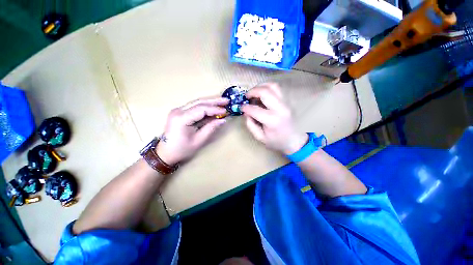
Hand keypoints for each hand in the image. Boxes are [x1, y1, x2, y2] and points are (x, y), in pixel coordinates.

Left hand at [156, 96, 228, 164]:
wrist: (165, 153)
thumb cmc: (182, 149)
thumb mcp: (199, 140)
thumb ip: (211, 128)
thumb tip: (223, 120)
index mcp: (182, 118)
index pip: (201, 109)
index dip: (215, 109)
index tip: (225, 111)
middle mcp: (178, 111)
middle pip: (199, 102)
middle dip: (214, 101)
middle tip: (226, 100)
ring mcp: (178, 110)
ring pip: (197, 102)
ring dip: (210, 102)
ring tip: (222, 101)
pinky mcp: (180, 112)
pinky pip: (194, 107)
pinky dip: (205, 106)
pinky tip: (213, 106)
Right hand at [240, 83, 307, 154]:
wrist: (294, 141)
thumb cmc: (277, 141)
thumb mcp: (260, 137)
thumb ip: (251, 125)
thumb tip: (246, 113)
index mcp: (272, 120)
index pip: (255, 109)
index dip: (245, 107)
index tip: (241, 107)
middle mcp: (280, 109)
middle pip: (265, 92)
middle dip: (252, 91)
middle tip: (246, 96)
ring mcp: (286, 103)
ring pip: (273, 86)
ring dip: (260, 86)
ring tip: (254, 92)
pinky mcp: (288, 101)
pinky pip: (277, 89)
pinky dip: (267, 88)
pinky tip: (262, 93)